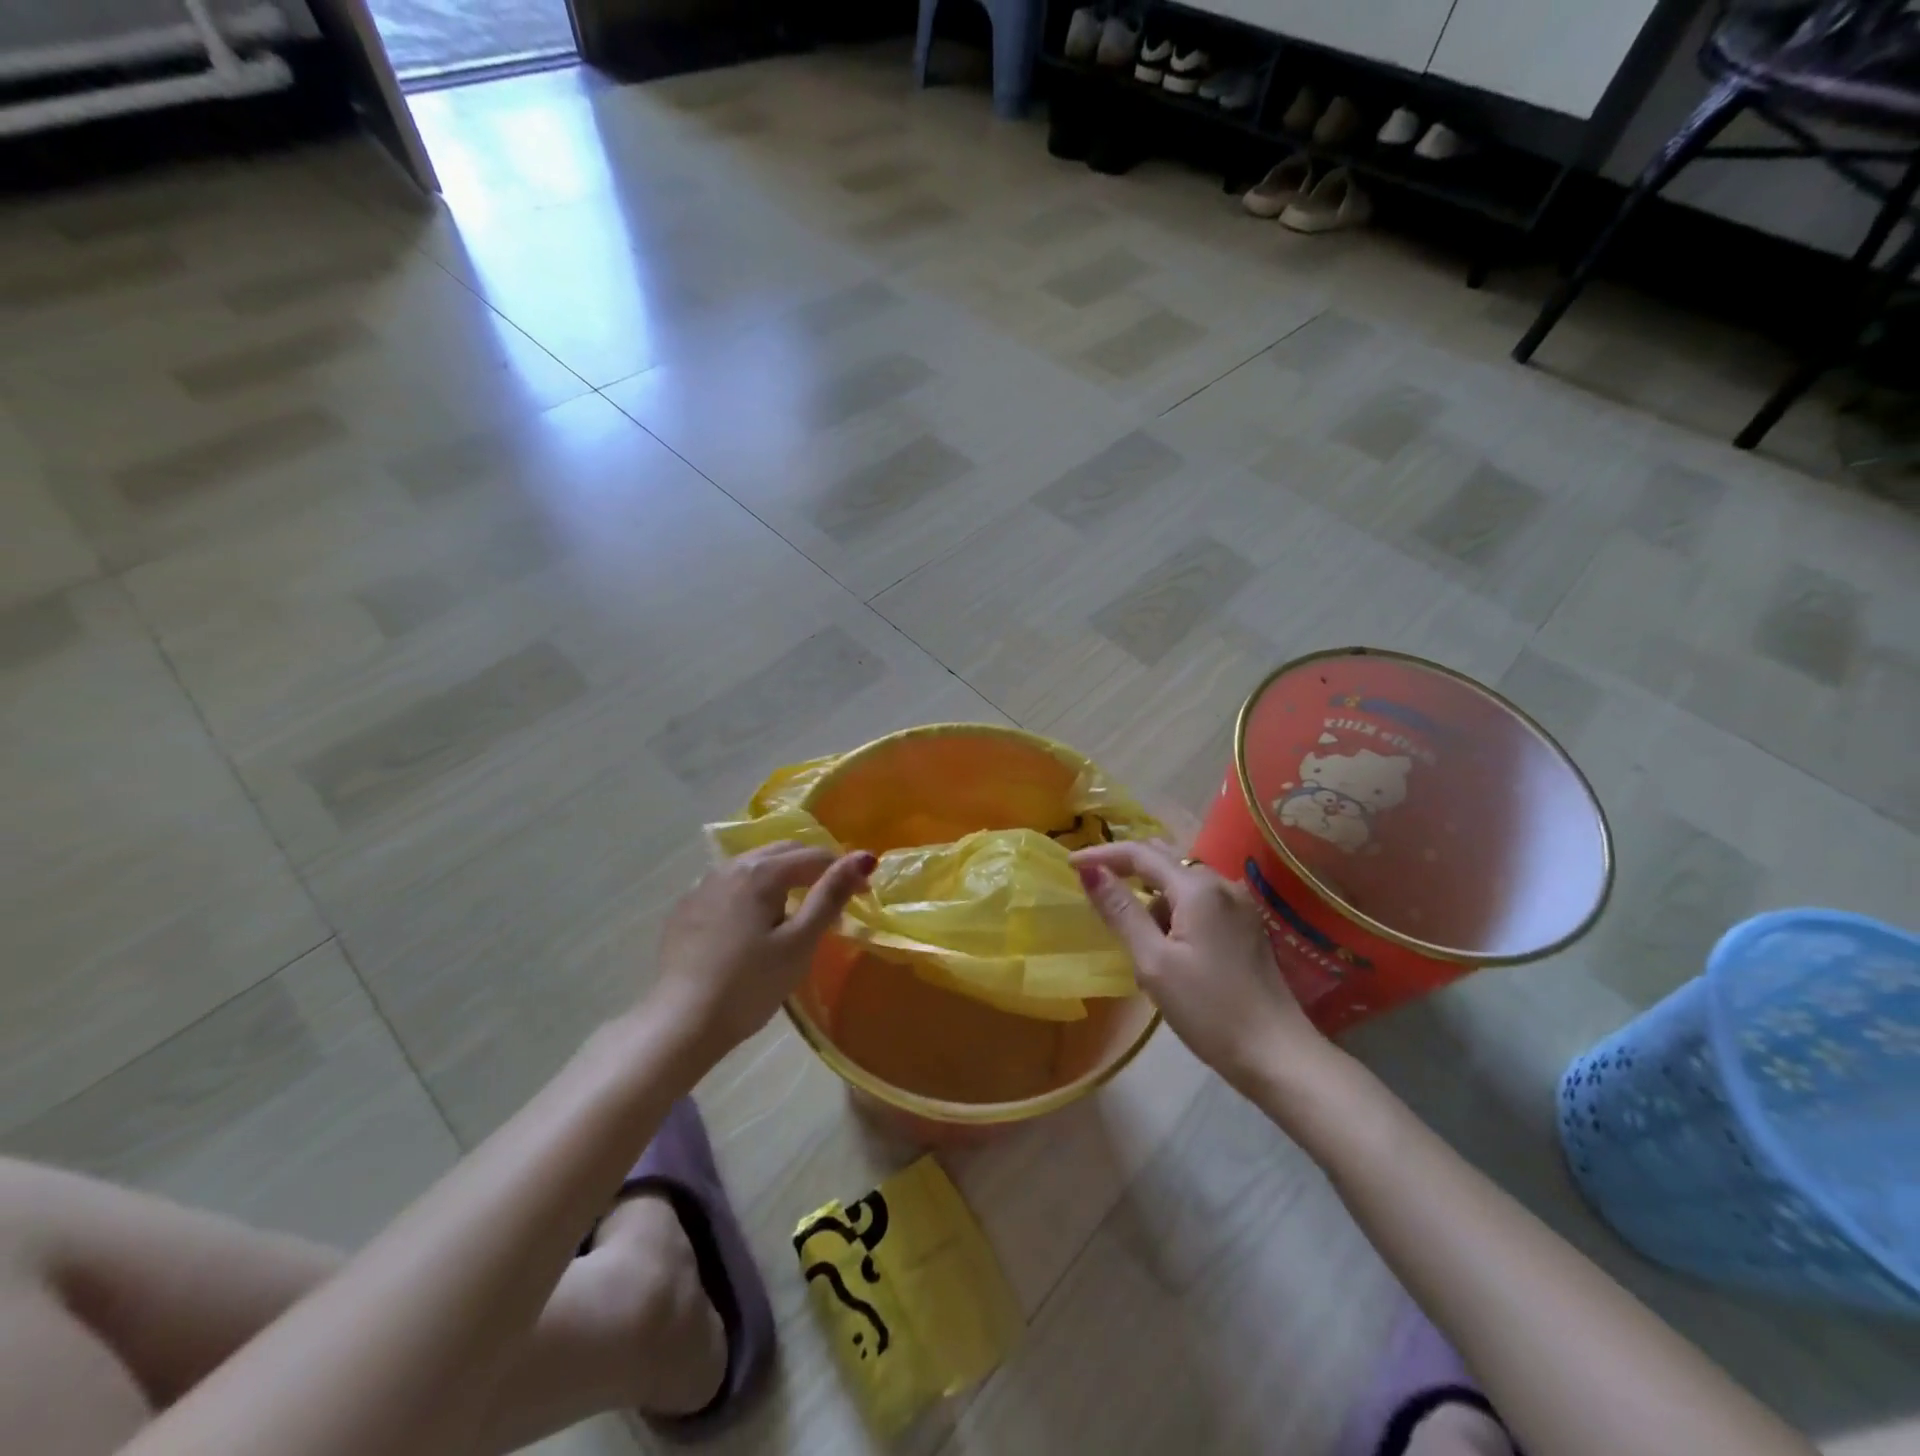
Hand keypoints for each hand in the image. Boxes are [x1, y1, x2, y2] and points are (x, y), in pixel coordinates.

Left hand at [650, 842, 873, 1065]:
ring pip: (753, 866)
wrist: (681, 1023)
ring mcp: (702, 885)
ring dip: (781, 877)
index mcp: (761, 872)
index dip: (843, 871)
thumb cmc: (750, 985)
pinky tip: (752, 924)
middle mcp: (730, 867)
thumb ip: (830, 896)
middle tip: (832, 900)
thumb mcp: (799, 943)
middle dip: (813, 867)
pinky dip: (751, 893)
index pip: (814, 856)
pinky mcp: (686, 908)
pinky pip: (729, 886)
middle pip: (782, 852)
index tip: (863, 896)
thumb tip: (864, 857)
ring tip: (794, 911)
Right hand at [1071, 841, 1323, 1088]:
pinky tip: (1164, 938)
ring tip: (1131, 927)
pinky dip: (1174, 906)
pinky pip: (1200, 898)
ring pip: (1183, 879)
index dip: (1102, 855)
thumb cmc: (1209, 1010)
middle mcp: (1222, 883)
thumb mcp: (1153, 962)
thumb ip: (1121, 910)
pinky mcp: (1246, 924)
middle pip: (1165, 857)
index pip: (1141, 854)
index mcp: (1198, 888)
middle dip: (1127, 867)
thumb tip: (1088, 870)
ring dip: (1151, 891)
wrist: (1277, 1054)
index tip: (1069, 864)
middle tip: (1094, 886)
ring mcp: (1239, 903)